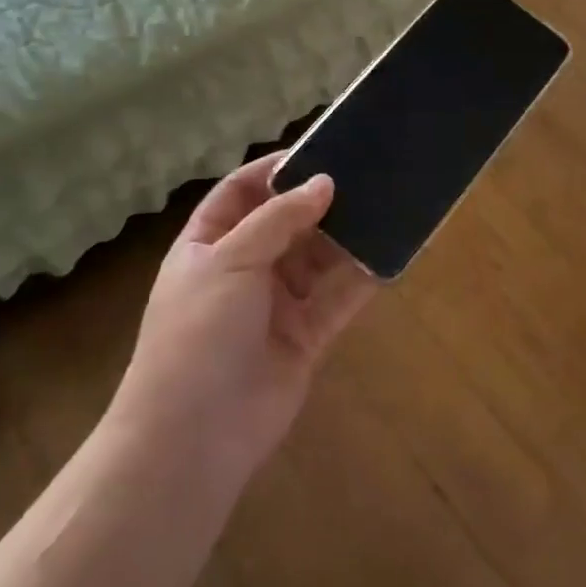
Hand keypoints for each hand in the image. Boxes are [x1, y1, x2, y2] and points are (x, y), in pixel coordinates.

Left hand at [111, 152, 377, 480]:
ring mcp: (277, 304)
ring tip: (387, 204)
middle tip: (367, 173)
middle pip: (287, 223)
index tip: (319, 150)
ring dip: (347, 236)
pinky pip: (340, 298)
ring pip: (319, 259)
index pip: (241, 192)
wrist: (194, 436)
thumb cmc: (198, 334)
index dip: (274, 170)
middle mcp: (244, 269)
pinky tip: (391, 253)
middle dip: (321, 201)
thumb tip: (324, 182)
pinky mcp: (308, 335)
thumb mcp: (229, 261)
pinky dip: (363, 277)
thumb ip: (278, 219)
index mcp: (210, 245)